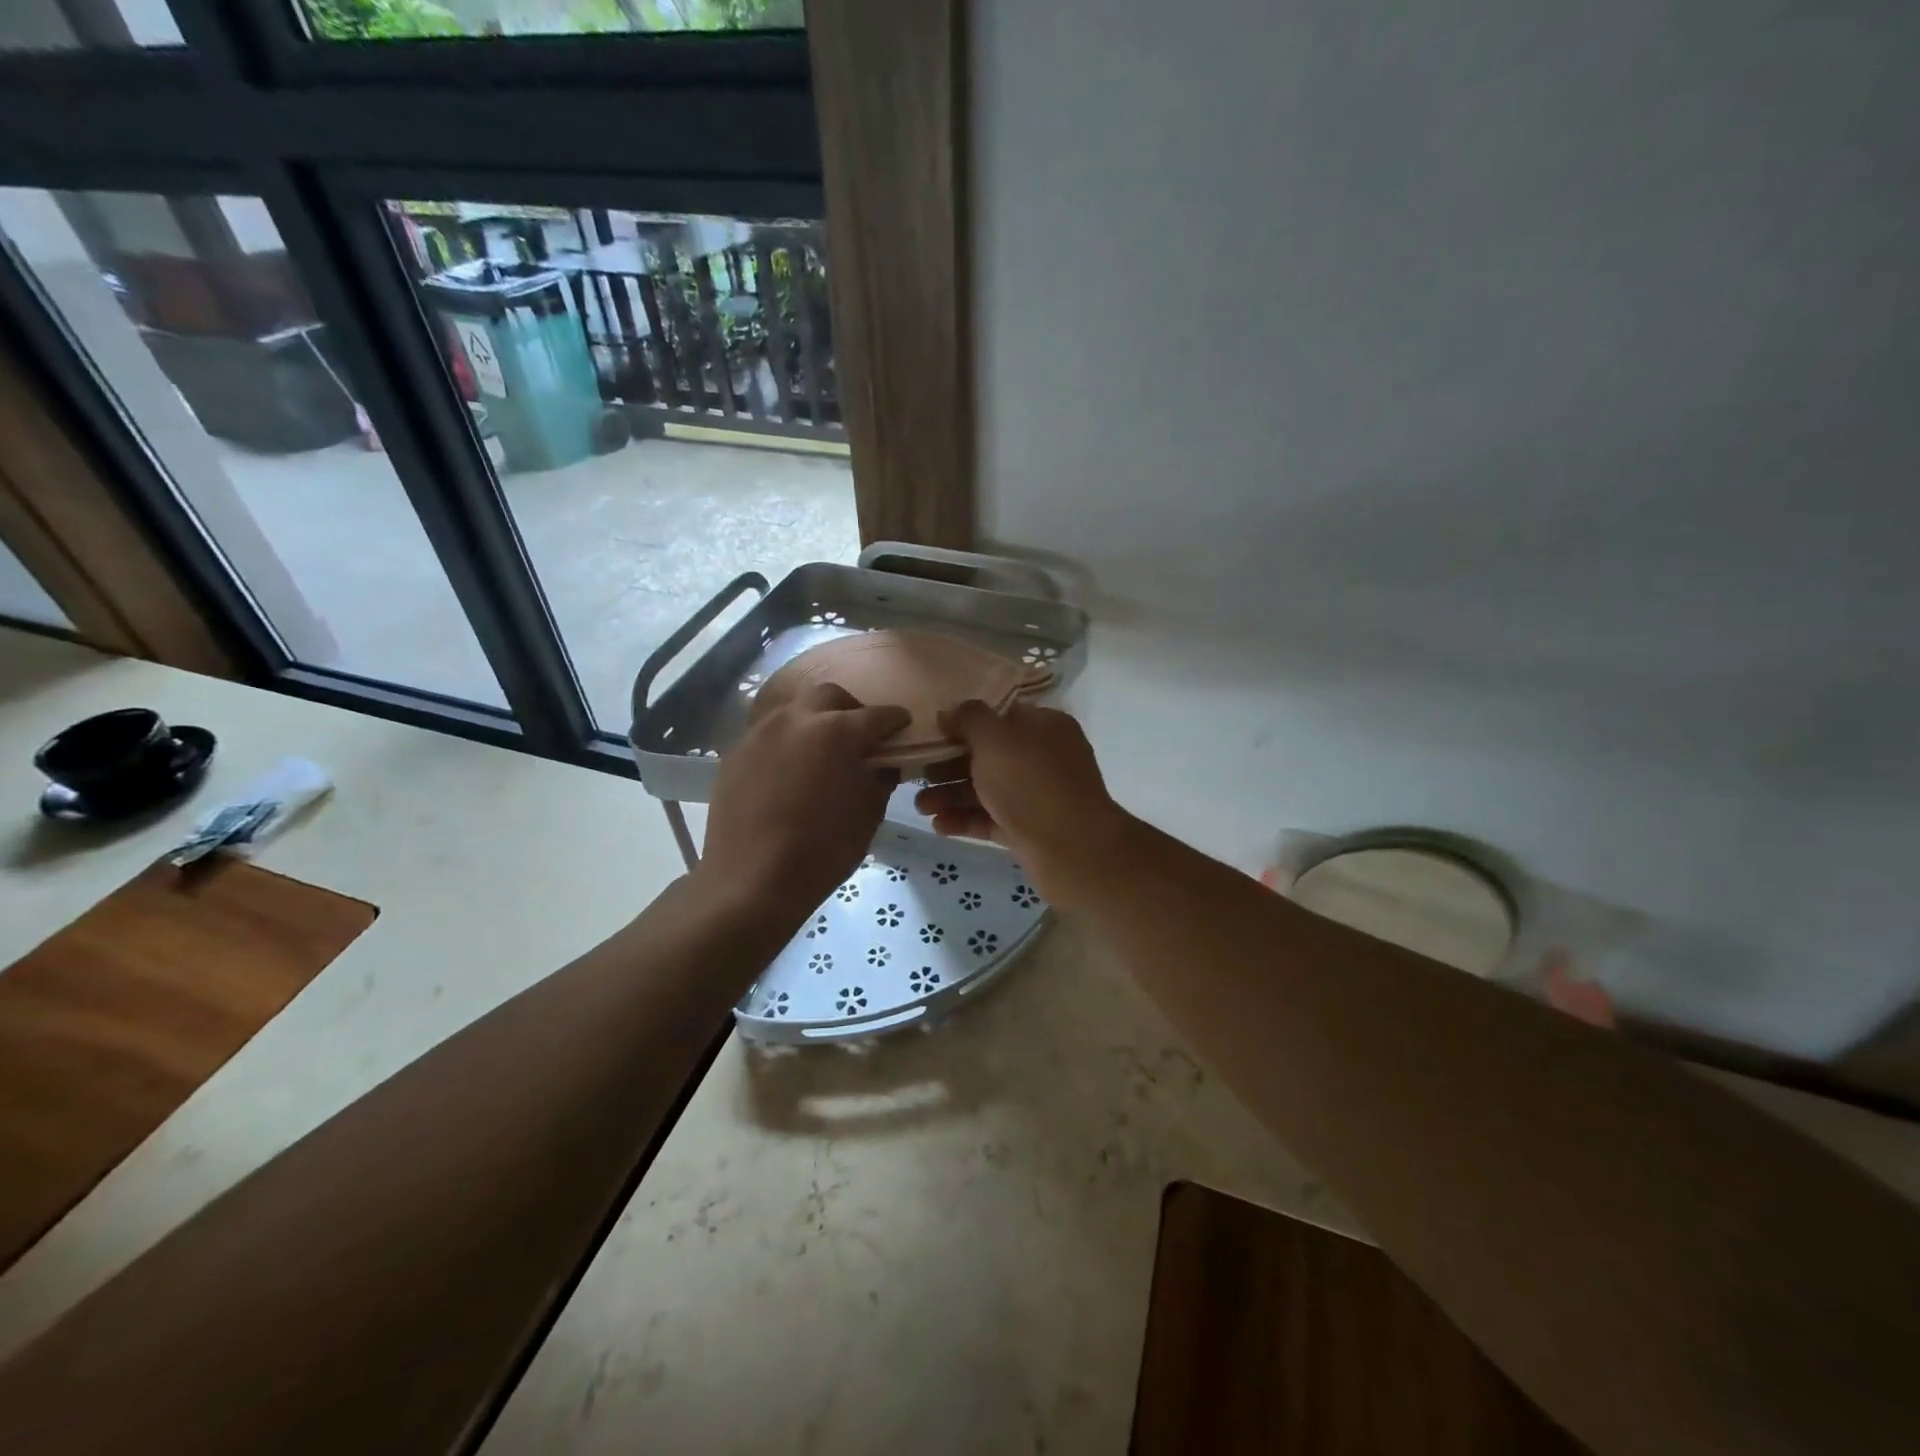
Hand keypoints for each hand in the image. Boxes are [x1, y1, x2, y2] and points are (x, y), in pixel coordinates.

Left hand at [699, 683, 909, 930]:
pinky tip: (791, 770)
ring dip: (815, 720)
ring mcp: (762, 732)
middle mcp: (798, 719)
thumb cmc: (822, 851)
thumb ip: (880, 779)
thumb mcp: (868, 815)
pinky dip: (788, 741)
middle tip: (859, 737)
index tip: (902, 729)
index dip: (895, 722)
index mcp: (838, 732)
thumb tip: (883, 763)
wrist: (751, 881)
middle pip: (830, 697)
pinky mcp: (737, 752)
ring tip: (822, 751)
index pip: (878, 716)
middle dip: (851, 710)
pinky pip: (770, 733)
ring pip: (795, 709)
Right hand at [913, 700, 1132, 908]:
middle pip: (988, 755)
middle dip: (949, 764)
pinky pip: (992, 818)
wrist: (1073, 850)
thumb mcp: (995, 739)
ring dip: (952, 795)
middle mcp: (1043, 757)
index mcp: (1043, 726)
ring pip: (987, 789)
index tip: (930, 732)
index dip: (963, 722)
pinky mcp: (1029, 829)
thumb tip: (950, 712)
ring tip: (920, 807)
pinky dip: (966, 820)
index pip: (999, 716)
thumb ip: (969, 719)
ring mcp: (1037, 795)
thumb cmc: (1031, 783)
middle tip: (916, 774)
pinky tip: (939, 826)